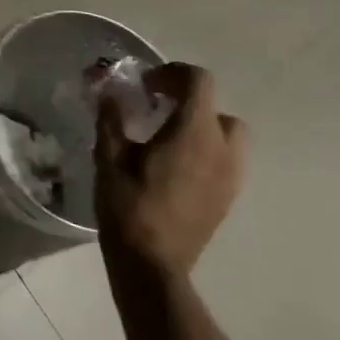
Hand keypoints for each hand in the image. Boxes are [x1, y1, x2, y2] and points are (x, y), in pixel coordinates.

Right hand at [95, 63, 246, 276]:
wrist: (152, 265)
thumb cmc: (128, 207)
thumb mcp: (109, 158)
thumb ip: (112, 119)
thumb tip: (111, 93)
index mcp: (194, 132)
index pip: (199, 81)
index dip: (172, 73)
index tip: (146, 85)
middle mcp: (222, 149)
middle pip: (216, 107)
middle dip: (189, 102)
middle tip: (157, 110)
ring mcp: (231, 176)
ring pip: (227, 135)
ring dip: (201, 127)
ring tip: (168, 139)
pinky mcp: (229, 198)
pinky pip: (225, 161)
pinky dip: (206, 152)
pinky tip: (176, 168)